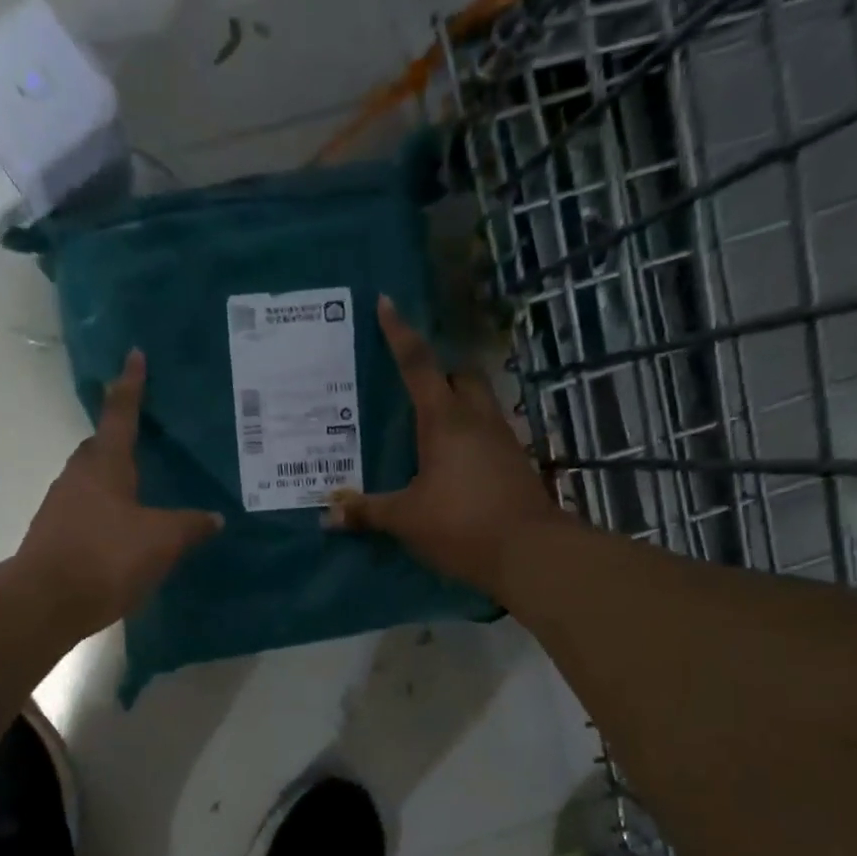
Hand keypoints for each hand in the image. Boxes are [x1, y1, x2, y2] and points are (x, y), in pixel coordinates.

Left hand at [17, 348, 223, 635]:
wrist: (45, 602)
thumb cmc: (106, 557)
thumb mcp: (161, 541)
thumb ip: (190, 526)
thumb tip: (214, 517)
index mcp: (105, 464)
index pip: (120, 413)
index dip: (131, 385)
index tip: (134, 355)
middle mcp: (78, 476)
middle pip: (100, 445)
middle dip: (120, 435)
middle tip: (147, 433)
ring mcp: (62, 505)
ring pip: (92, 478)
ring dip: (114, 476)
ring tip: (143, 486)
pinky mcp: (56, 534)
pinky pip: (87, 508)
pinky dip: (107, 508)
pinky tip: (125, 529)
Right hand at [325, 296, 558, 596]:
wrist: (529, 552)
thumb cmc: (461, 524)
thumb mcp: (406, 519)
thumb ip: (367, 512)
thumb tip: (327, 515)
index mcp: (445, 421)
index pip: (419, 365)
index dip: (400, 334)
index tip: (387, 303)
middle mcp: (477, 420)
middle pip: (460, 376)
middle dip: (438, 372)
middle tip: (411, 386)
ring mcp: (502, 440)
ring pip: (479, 402)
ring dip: (456, 403)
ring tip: (428, 424)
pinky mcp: (515, 463)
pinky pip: (488, 433)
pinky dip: (468, 434)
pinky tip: (452, 460)